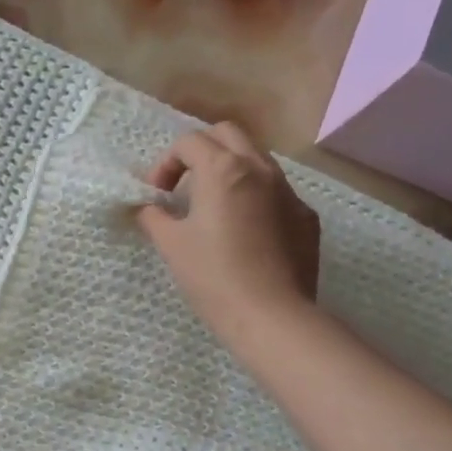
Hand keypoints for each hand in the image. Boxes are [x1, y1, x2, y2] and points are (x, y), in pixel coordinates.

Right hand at [136, 122, 320, 348]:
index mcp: (223, 169)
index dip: (165, 163)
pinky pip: (277, 191)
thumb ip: (153, 217)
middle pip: (227, 134)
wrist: (271, 315)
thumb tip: (146, 207)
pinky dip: (255, 197)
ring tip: (215, 205)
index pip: (188, 142)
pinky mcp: (305, 216)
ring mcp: (288, 191)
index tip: (157, 195)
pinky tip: (246, 232)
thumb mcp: (171, 245)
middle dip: (201, 150)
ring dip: (231, 170)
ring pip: (257, 159)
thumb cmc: (213, 276)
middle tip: (185, 184)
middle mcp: (259, 169)